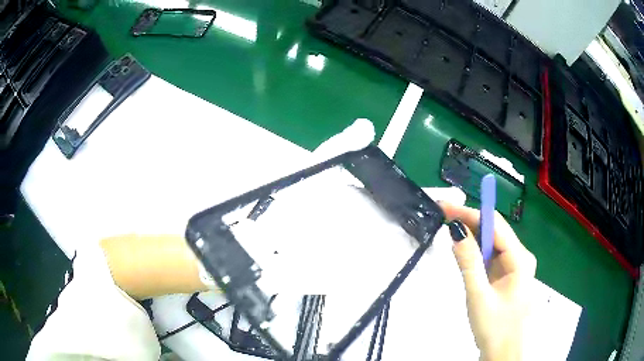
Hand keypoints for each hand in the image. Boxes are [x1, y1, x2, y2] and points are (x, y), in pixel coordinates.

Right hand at [440, 202, 536, 360]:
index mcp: (520, 259)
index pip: (495, 225)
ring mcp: (516, 267)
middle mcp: (521, 257)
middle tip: (444, 216)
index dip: (470, 213)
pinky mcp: (509, 277)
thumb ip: (468, 263)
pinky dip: (478, 253)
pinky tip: (466, 252)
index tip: (446, 208)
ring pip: (493, 244)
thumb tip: (456, 230)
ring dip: (473, 236)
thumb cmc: (495, 328)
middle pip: (495, 231)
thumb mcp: (479, 296)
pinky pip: (493, 258)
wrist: (505, 354)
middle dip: (470, 221)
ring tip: (450, 230)